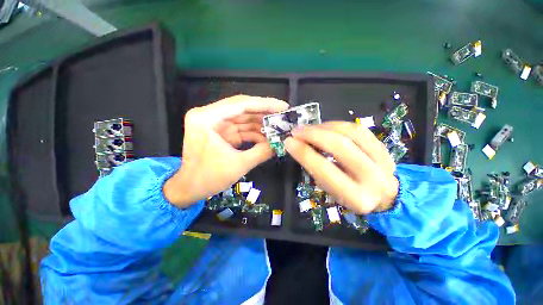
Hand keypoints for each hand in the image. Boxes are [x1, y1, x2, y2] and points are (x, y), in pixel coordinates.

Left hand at [164, 95, 288, 206]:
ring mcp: (215, 124)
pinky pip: (242, 129)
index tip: (282, 106)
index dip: (264, 104)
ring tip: (279, 128)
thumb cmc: (208, 178)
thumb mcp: (239, 165)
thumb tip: (280, 144)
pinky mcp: (221, 132)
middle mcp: (209, 116)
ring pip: (244, 119)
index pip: (240, 104)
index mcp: (206, 118)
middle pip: (243, 109)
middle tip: (284, 117)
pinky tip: (267, 138)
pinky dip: (255, 133)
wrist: (190, 189)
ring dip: (261, 124)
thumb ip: (262, 152)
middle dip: (264, 114)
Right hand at [285, 121, 398, 213]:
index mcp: (356, 197)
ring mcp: (383, 160)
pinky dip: (337, 125)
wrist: (383, 195)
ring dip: (324, 127)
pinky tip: (324, 127)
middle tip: (297, 131)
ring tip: (308, 128)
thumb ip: (315, 169)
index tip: (288, 142)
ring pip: (350, 132)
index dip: (303, 153)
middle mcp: (373, 178)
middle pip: (340, 146)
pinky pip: (358, 129)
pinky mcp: (385, 147)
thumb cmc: (349, 195)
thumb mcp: (329, 190)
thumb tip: (299, 145)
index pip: (324, 169)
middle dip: (314, 135)